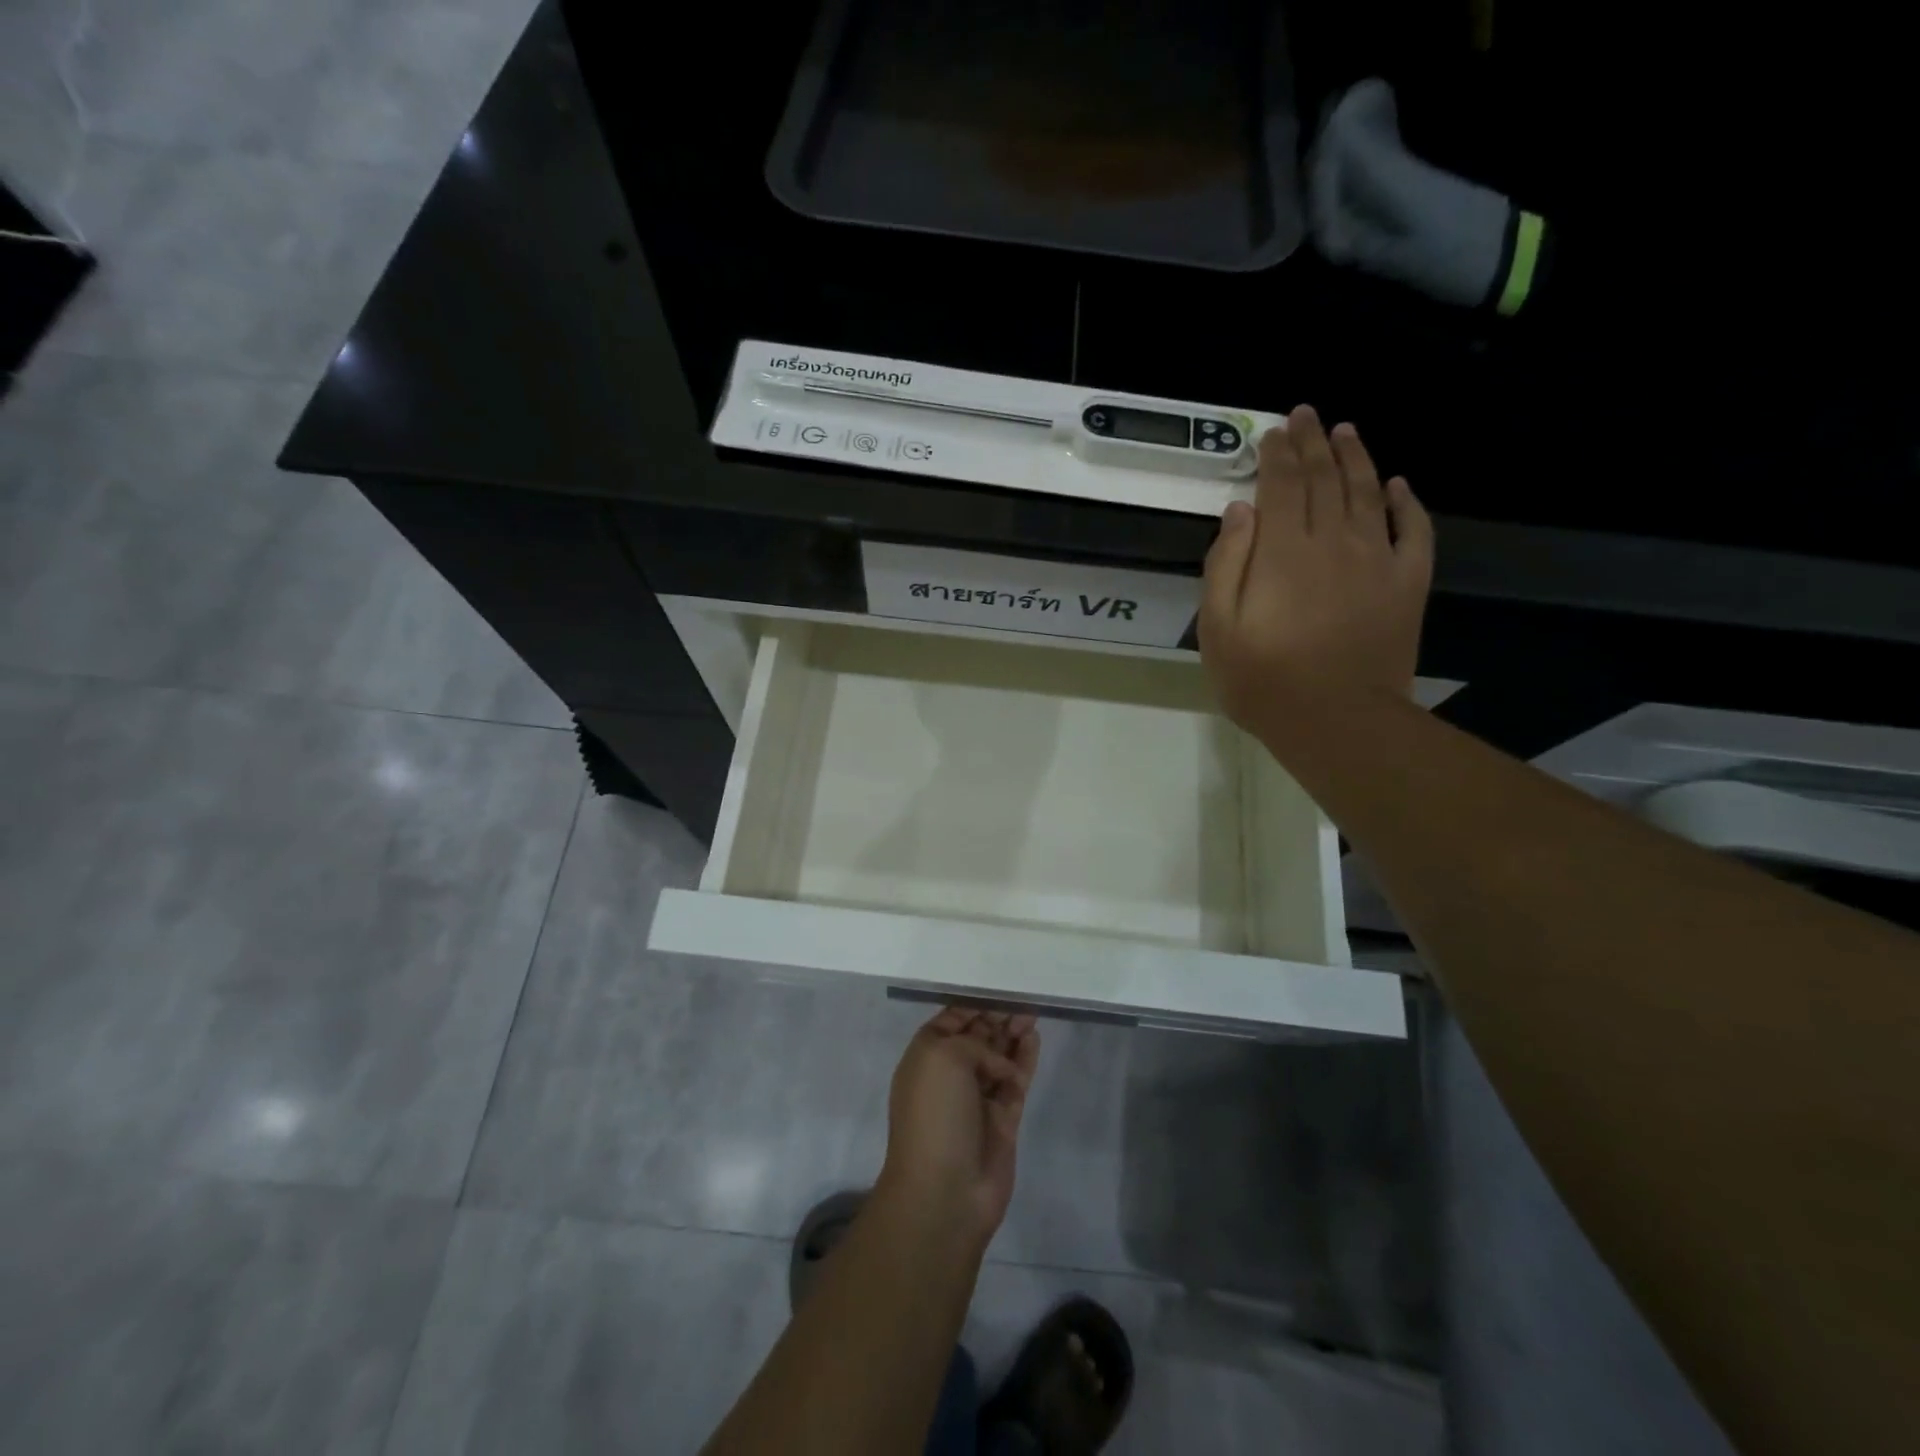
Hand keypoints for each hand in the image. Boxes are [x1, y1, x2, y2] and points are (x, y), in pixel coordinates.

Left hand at [877, 1007, 1040, 1245]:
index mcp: (927, 1057)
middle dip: (997, 1016)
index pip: (951, 1021)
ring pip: (999, 1057)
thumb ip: (972, 1043)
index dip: (973, 1004)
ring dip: (1013, 1034)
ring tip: (1032, 1012)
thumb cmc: (935, 1114)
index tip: (998, 985)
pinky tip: (1034, 1038)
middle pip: (978, 1037)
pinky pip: (1015, 1081)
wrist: (945, 1190)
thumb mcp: (943, 1057)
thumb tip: (996, 1063)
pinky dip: (1024, 1060)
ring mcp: (978, 1098)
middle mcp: (951, 1075)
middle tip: (1022, 997)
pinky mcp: (1003, 1120)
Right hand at [1199, 405, 1433, 745]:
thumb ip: (1224, 565)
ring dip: (1356, 458)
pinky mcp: (1407, 583)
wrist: (1337, 721)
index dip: (1276, 454)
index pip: (1280, 486)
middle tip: (1307, 414)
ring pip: (1368, 493)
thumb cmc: (1263, 680)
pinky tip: (1400, 485)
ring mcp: (1377, 560)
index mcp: (1282, 551)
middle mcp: (1332, 541)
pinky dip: (1408, 503)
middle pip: (1323, 479)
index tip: (1273, 431)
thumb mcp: (1217, 628)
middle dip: (1312, 443)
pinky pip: (1414, 531)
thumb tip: (1238, 511)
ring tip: (1346, 432)